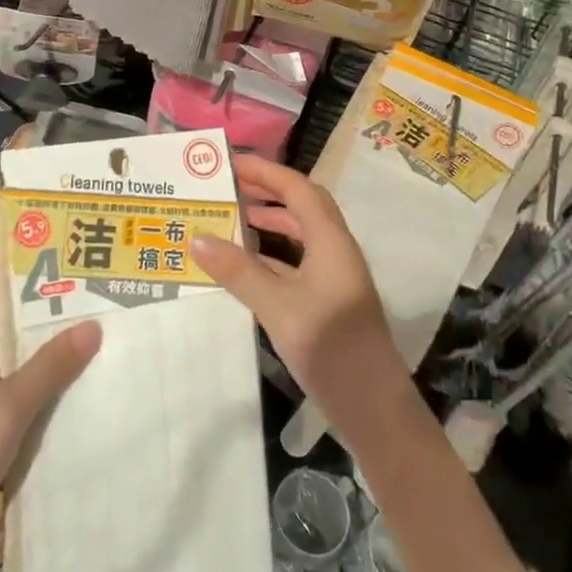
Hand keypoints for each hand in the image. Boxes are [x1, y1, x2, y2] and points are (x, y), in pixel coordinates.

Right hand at [190, 155, 410, 440]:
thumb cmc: (331, 348)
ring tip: (234, 216)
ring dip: (272, 220)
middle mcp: (336, 249)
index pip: (297, 189)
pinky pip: (298, 260)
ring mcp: (335, 276)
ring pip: (302, 233)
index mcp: (330, 241)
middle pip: (303, 204)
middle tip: (229, 184)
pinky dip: (274, 253)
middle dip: (268, 190)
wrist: (374, 408)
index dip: (265, 172)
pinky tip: (247, 264)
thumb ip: (239, 272)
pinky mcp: (330, 299)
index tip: (231, 162)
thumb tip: (197, 238)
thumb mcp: (278, 307)